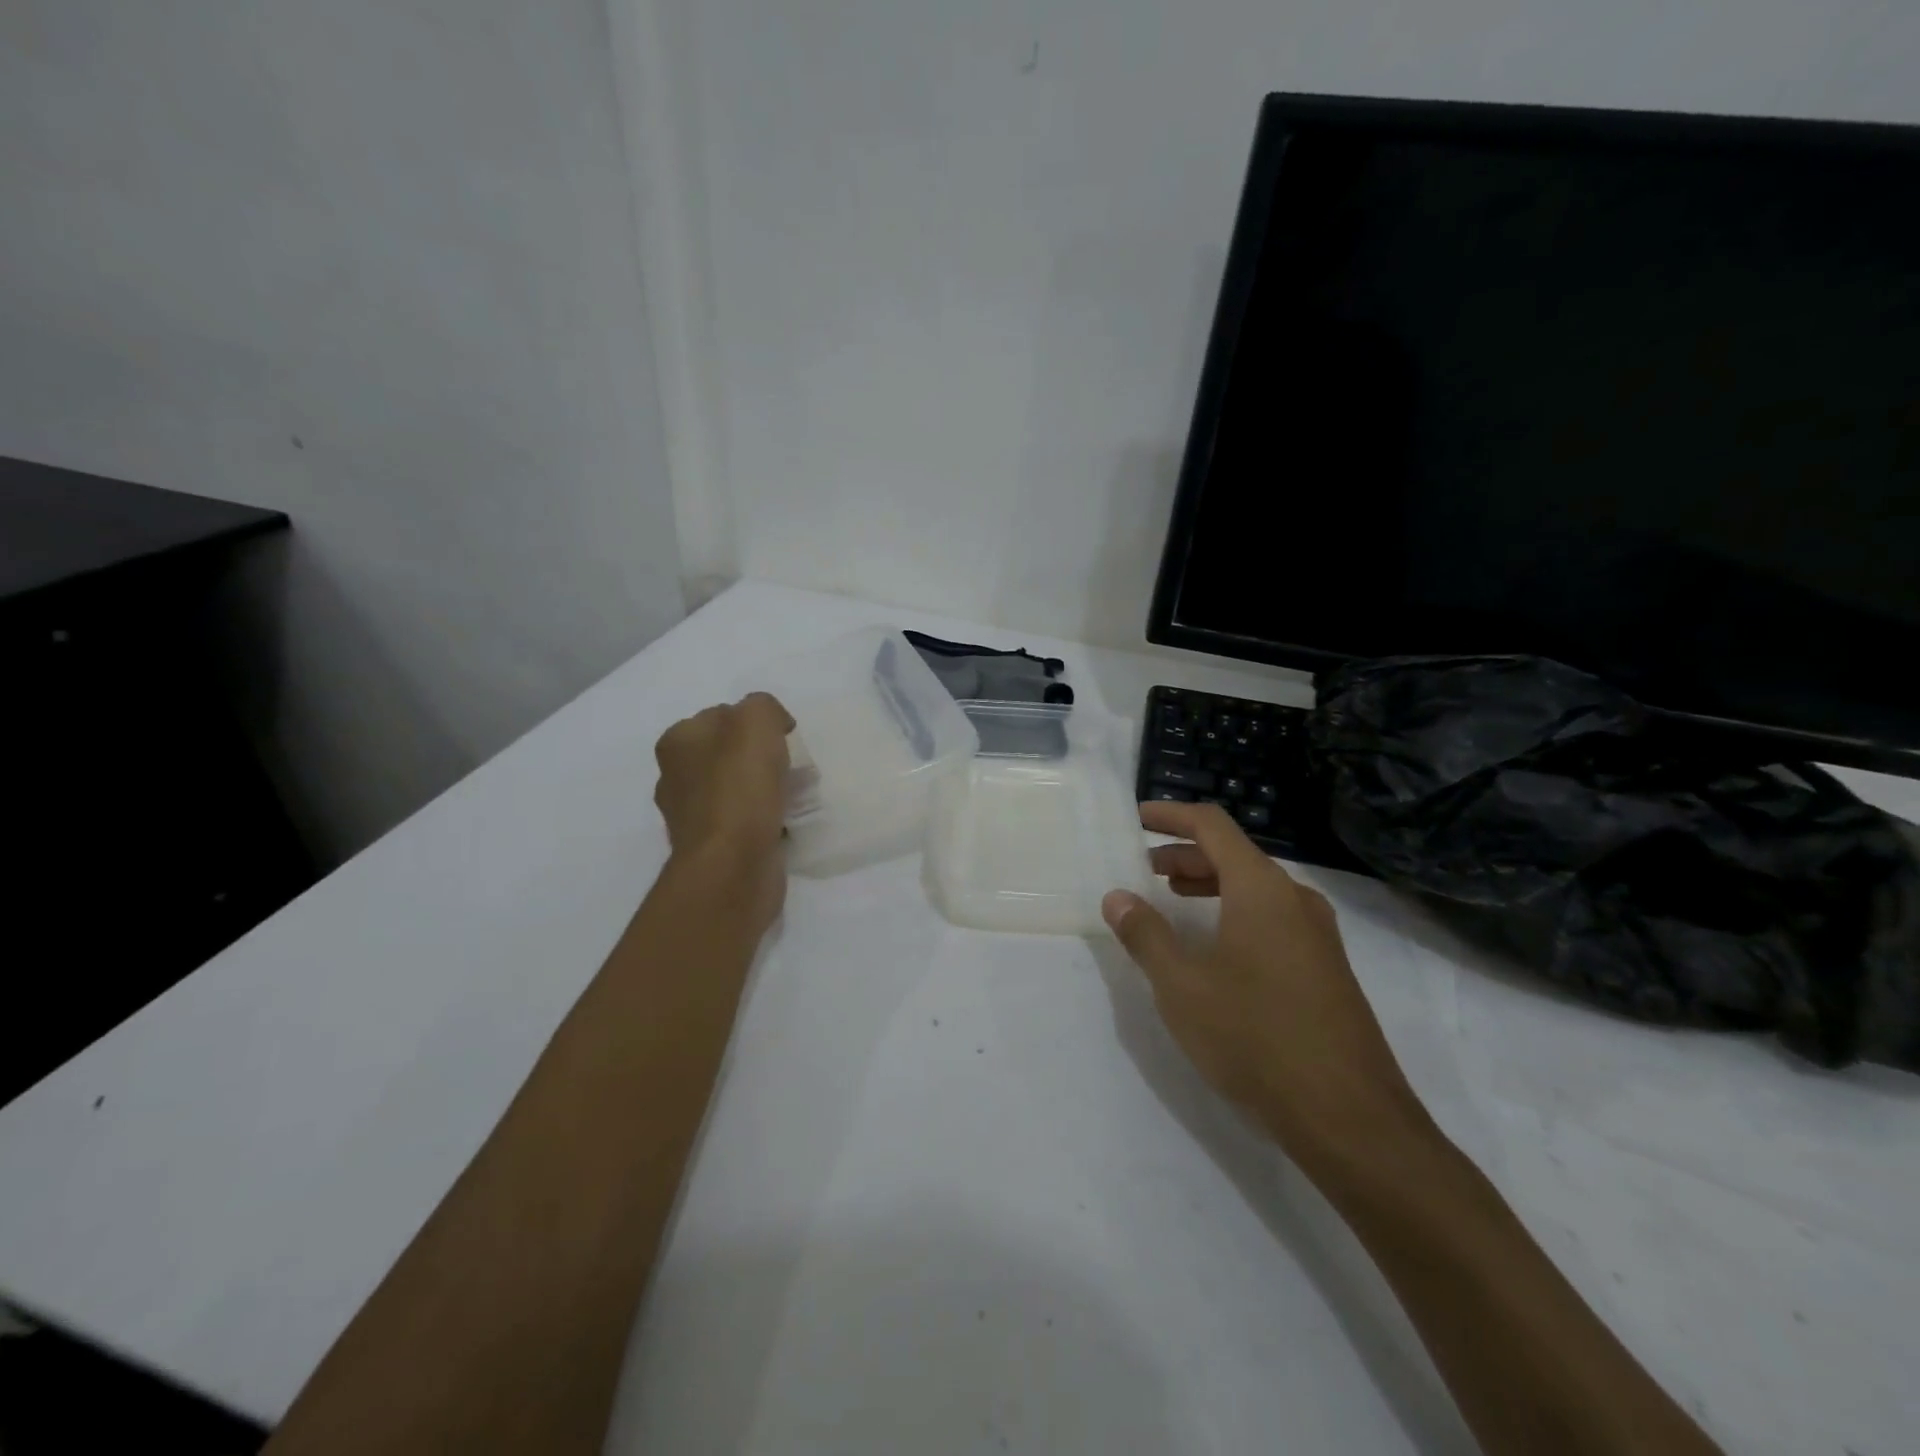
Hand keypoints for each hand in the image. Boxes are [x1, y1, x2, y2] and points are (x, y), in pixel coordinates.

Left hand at [653, 693, 794, 932]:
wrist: (733, 865)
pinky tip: (783, 822)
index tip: (784, 738)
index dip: (756, 722)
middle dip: (761, 757)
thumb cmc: (740, 787)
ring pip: (737, 788)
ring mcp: (691, 815)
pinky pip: (743, 820)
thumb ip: (762, 707)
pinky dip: (764, 818)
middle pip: (729, 753)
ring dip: (764, 789)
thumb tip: (771, 725)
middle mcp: (676, 776)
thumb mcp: (756, 721)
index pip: (722, 715)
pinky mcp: (711, 847)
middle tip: (792, 767)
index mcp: (678, 742)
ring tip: (795, 795)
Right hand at [1102, 801, 1430, 1171]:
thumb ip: (1146, 935)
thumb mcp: (1182, 986)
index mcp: (1261, 889)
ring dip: (1210, 884)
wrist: (1350, 1118)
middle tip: (1145, 869)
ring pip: (1255, 888)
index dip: (1171, 816)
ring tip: (1173, 899)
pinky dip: (1235, 912)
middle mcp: (1295, 899)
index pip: (1212, 826)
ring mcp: (1318, 935)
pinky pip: (1274, 917)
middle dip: (1185, 854)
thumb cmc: (1255, 1038)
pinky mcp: (1327, 968)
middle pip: (1234, 855)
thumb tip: (1118, 897)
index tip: (1136, 819)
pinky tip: (1215, 948)